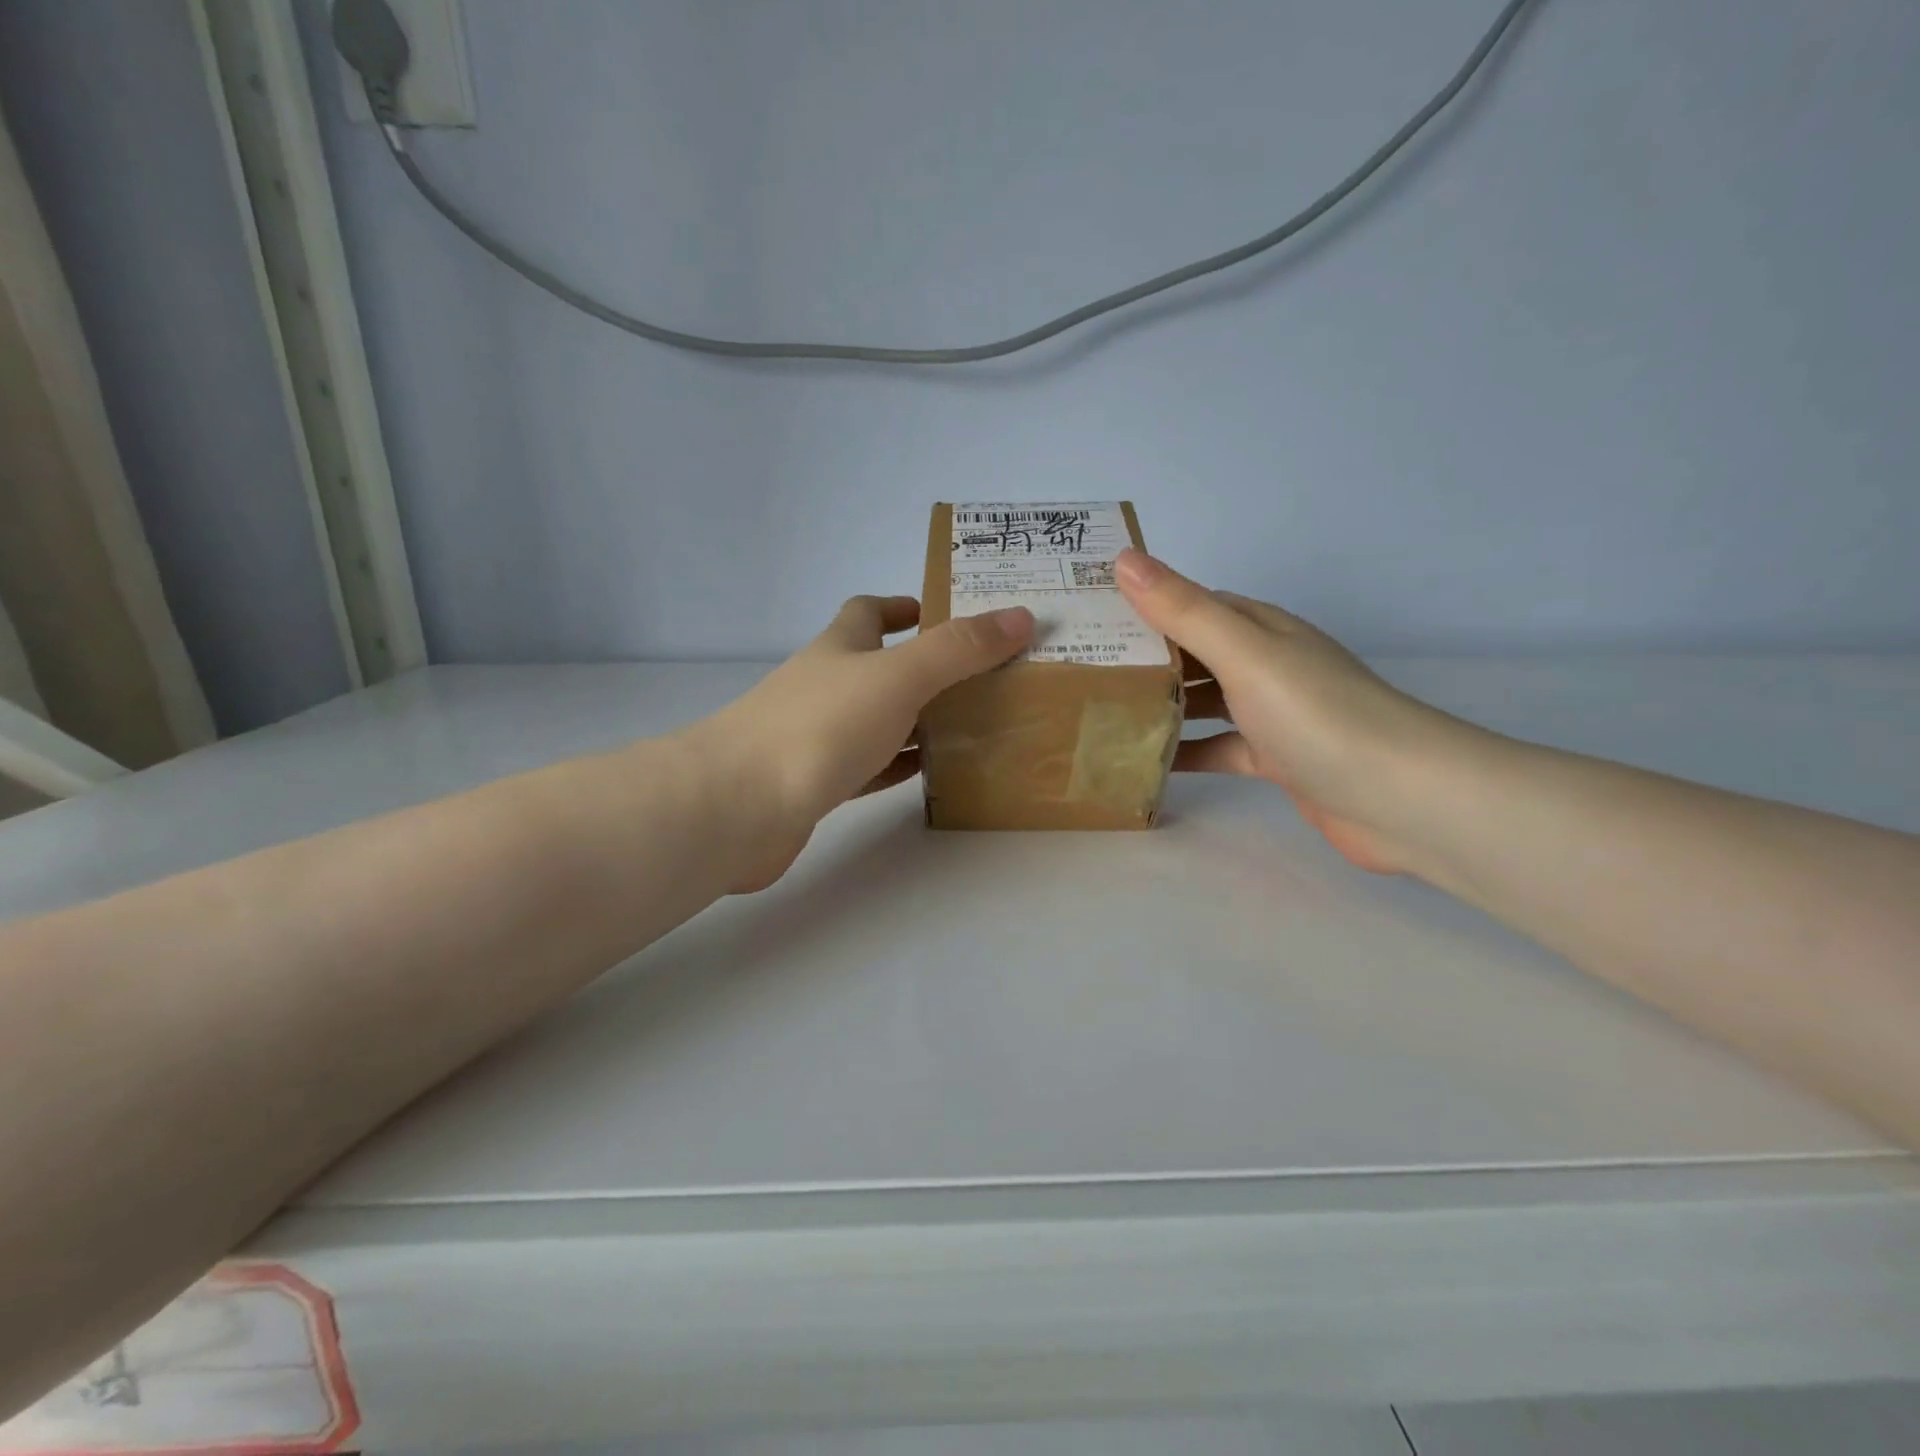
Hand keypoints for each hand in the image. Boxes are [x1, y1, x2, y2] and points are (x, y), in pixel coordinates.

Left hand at [693, 595, 1032, 890]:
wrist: (739, 806)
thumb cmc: (819, 727)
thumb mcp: (898, 677)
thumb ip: (958, 649)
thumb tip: (1020, 616)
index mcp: (840, 648)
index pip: (867, 612)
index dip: (902, 606)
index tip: (942, 613)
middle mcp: (826, 686)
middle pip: (878, 666)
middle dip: (924, 666)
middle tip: (982, 676)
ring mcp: (817, 736)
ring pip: (877, 719)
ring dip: (916, 718)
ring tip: (972, 723)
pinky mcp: (816, 783)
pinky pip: (868, 766)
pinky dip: (898, 764)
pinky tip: (929, 771)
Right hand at [1115, 549, 1461, 874]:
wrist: (1401, 798)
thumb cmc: (1317, 714)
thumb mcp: (1244, 653)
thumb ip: (1183, 610)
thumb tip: (1123, 558)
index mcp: (1259, 628)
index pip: (1189, 604)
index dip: (1140, 605)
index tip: (1086, 616)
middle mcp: (1265, 664)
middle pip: (1192, 654)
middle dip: (1142, 658)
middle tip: (1080, 670)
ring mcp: (1271, 713)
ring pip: (1203, 701)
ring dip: (1160, 704)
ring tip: (1100, 715)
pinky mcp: (1275, 759)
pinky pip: (1217, 748)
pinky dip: (1186, 752)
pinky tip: (1147, 763)